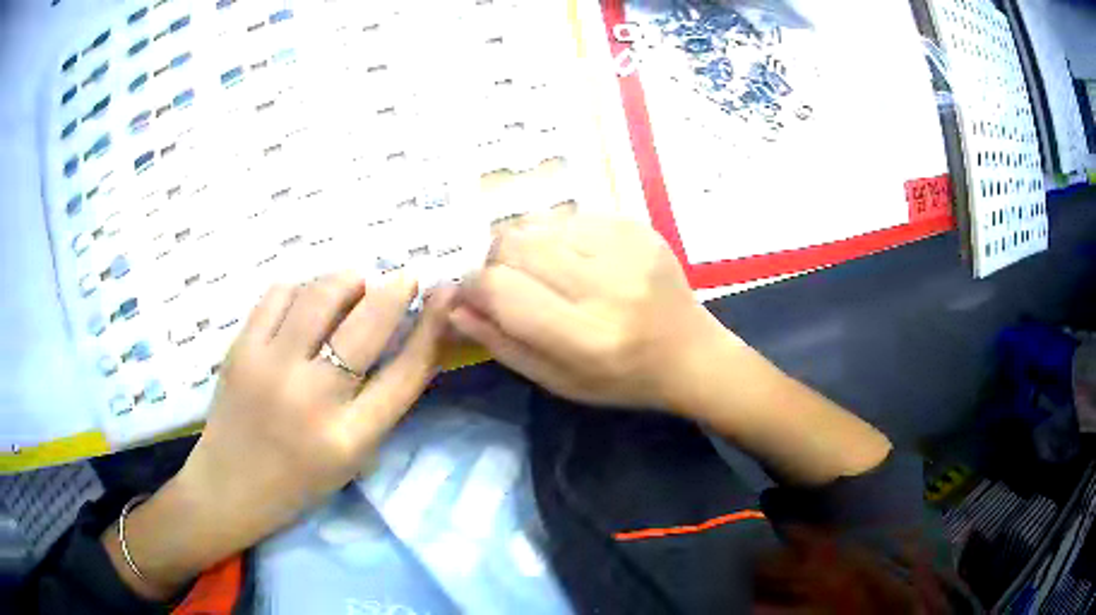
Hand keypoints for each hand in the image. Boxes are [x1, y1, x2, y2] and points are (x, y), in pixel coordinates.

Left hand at [105, 273, 452, 598]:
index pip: (405, 373)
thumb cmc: (298, 481)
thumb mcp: (352, 458)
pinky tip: (307, 301)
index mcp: (349, 439)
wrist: (229, 488)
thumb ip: (379, 402)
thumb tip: (402, 334)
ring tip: (353, 286)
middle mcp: (311, 400)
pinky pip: (279, 294)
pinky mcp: (239, 350)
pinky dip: (303, 288)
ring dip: (347, 280)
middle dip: (395, 289)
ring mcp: (269, 369)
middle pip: (367, 323)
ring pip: (320, 294)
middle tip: (403, 279)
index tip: (443, 296)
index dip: (432, 328)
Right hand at [451, 213, 725, 408]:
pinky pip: (569, 215)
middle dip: (495, 263)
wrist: (690, 353)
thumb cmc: (620, 379)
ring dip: (525, 247)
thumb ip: (500, 342)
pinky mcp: (638, 227)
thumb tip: (453, 303)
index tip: (474, 297)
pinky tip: (575, 261)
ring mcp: (627, 248)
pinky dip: (556, 236)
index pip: (499, 288)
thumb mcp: (555, 381)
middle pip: (512, 245)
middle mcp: (607, 285)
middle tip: (511, 286)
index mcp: (585, 337)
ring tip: (545, 273)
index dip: (473, 288)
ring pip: (537, 224)